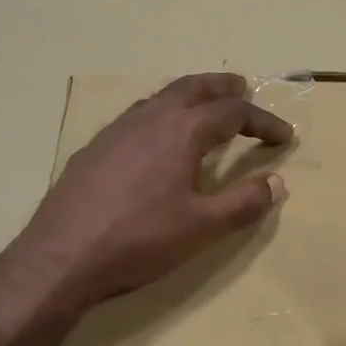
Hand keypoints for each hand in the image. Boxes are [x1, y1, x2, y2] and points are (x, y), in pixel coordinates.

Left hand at [13, 73, 291, 309]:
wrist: (61, 257)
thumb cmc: (140, 240)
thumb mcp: (203, 227)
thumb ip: (244, 203)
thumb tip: (278, 183)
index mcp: (181, 131)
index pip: (233, 113)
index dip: (263, 122)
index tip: (284, 136)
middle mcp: (149, 118)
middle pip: (193, 88)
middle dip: (223, 87)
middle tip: (243, 88)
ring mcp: (116, 131)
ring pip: (160, 98)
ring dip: (188, 96)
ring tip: (203, 108)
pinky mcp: (93, 149)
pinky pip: (135, 116)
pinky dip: (159, 114)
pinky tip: (154, 139)